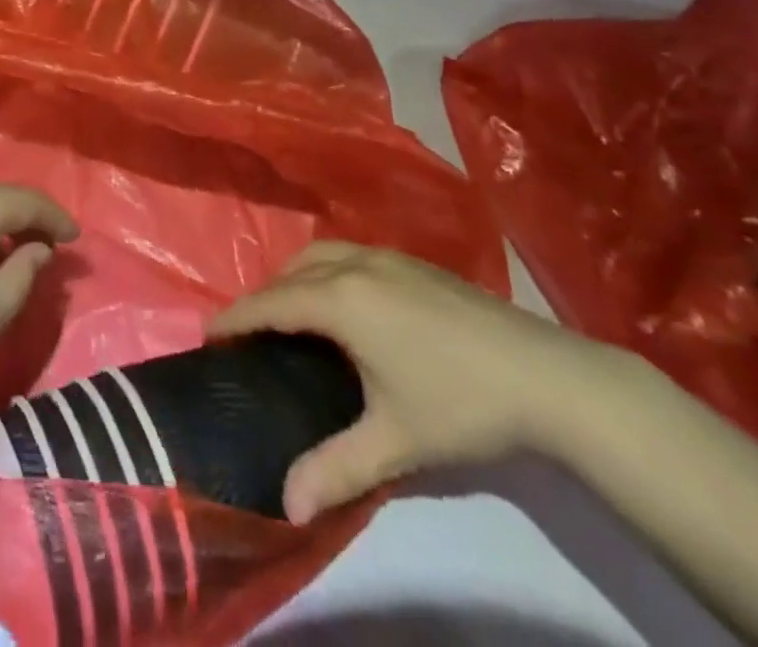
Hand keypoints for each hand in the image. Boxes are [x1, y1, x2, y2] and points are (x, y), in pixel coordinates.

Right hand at [209, 243, 625, 523]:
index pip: (272, 302)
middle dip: (265, 294)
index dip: (237, 316)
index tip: (208, 332)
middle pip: (292, 270)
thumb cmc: (461, 404)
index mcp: (342, 300)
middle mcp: (357, 265)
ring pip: (322, 254)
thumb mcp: (395, 441)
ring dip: (296, 276)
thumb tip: (288, 504)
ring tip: (292, 312)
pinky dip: (326, 270)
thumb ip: (337, 468)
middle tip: (251, 331)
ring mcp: (389, 258)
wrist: (549, 377)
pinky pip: (349, 254)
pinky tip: (345, 301)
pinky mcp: (415, 263)